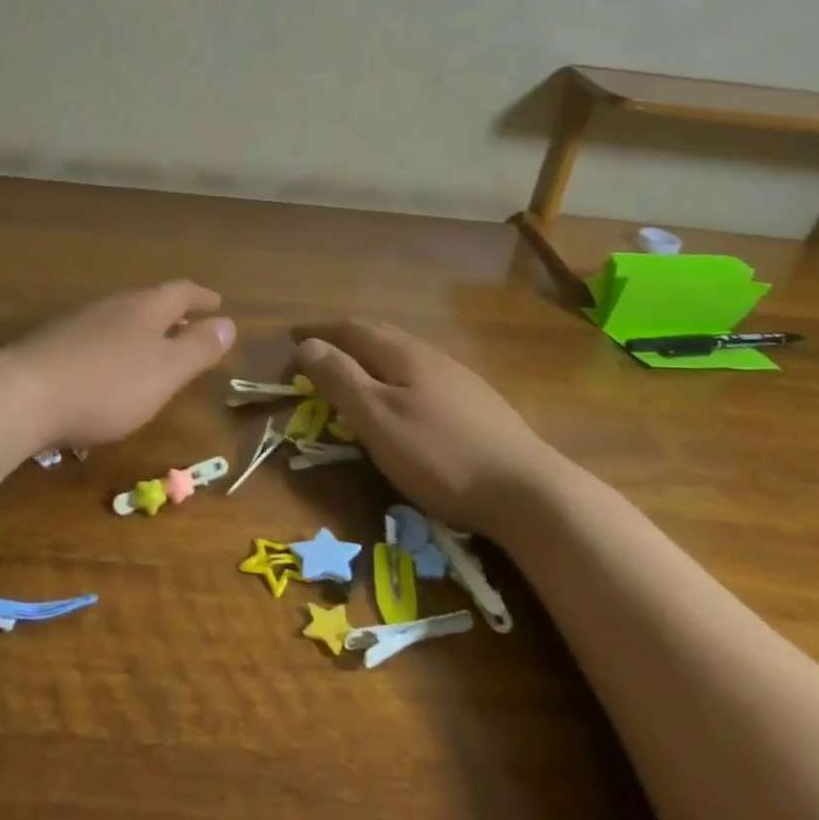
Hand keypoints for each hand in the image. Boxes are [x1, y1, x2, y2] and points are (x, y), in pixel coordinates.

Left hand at [1, 281, 235, 449]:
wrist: (21, 396)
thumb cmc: (107, 384)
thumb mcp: (165, 371)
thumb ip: (197, 348)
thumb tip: (228, 323)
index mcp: (143, 308)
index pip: (180, 292)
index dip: (202, 297)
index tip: (218, 303)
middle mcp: (111, 307)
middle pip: (148, 303)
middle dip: (171, 315)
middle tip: (189, 328)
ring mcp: (77, 324)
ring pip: (119, 321)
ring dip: (141, 333)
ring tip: (152, 352)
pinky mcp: (51, 347)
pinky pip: (95, 341)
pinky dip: (114, 351)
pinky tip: (108, 374)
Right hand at [292, 319, 561, 535]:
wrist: (527, 491)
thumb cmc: (439, 454)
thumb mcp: (377, 419)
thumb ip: (340, 379)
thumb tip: (307, 344)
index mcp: (402, 354)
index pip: (351, 328)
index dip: (318, 332)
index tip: (291, 339)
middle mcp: (431, 355)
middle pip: (379, 334)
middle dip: (343, 338)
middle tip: (317, 353)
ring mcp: (458, 378)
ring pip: (404, 353)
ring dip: (371, 355)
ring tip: (353, 372)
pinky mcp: (476, 403)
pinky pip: (422, 374)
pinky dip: (395, 374)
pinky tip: (403, 398)